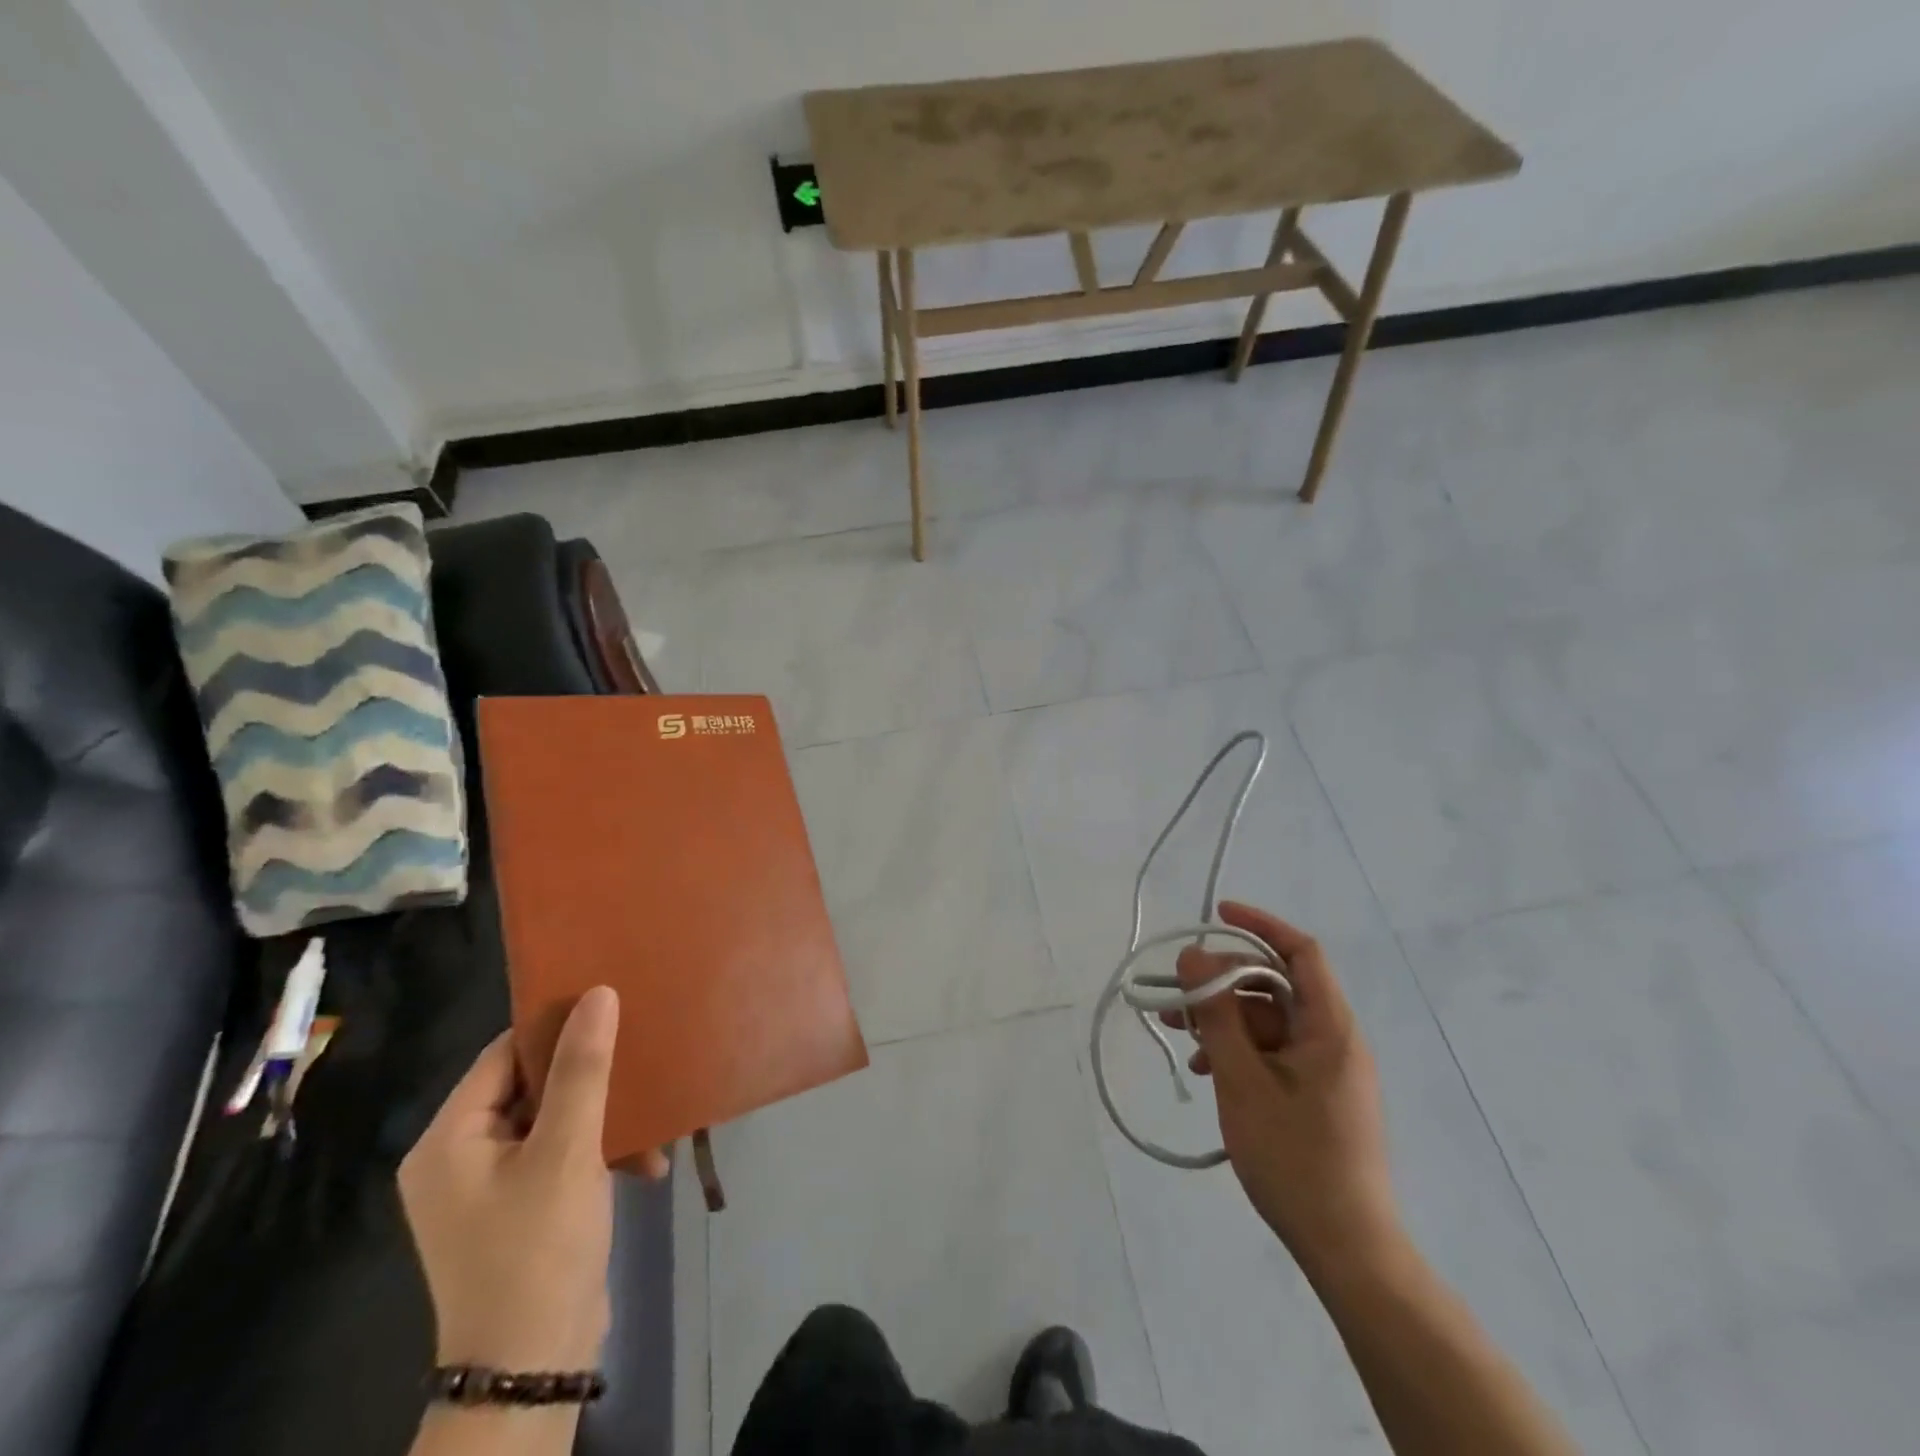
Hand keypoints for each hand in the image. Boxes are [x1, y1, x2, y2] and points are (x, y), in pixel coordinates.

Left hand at [400, 987, 624, 1369]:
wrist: (533, 1367)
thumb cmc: (539, 1246)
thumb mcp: (567, 1149)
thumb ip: (583, 1068)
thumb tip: (599, 993)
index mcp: (449, 1140)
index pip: (505, 1055)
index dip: (558, 1028)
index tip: (614, 1007)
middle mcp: (458, 1159)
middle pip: (532, 1087)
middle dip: (592, 1078)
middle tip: (641, 1056)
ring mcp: (488, 1188)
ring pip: (554, 1121)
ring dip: (606, 1120)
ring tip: (654, 1115)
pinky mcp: (519, 1210)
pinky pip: (560, 1158)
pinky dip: (600, 1156)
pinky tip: (647, 1164)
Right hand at [1167, 903, 1399, 1273]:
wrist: (1347, 1249)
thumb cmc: (1295, 1158)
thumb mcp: (1242, 1080)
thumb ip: (1216, 1014)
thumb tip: (1193, 956)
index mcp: (1329, 1027)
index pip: (1301, 952)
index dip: (1259, 925)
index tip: (1216, 914)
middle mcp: (1333, 1039)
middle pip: (1274, 986)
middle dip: (1221, 983)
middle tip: (1174, 997)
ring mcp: (1326, 1069)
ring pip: (1267, 1021)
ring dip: (1222, 1020)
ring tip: (1178, 1035)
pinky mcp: (1315, 1095)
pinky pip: (1271, 1052)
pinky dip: (1237, 1050)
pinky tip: (1204, 1069)